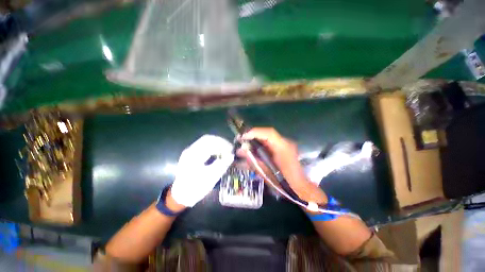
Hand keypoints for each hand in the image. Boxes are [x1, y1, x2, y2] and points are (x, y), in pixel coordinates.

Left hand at [170, 135, 233, 206]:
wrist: (181, 195)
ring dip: (217, 145)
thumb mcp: (210, 178)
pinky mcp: (191, 154)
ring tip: (225, 151)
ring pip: (206, 142)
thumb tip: (231, 155)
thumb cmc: (195, 188)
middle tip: (230, 149)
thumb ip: (222, 165)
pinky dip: (213, 148)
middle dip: (220, 142)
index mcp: (193, 155)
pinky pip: (204, 146)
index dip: (222, 143)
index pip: (210, 141)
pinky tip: (218, 153)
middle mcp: (190, 150)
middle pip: (208, 139)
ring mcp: (190, 151)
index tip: (231, 148)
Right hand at [238, 128, 326, 204]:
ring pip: (267, 138)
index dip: (255, 132)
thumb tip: (240, 150)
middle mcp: (285, 143)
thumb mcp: (266, 172)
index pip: (268, 133)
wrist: (299, 188)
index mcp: (283, 147)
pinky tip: (254, 150)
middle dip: (253, 136)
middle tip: (241, 140)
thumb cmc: (283, 182)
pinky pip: (270, 144)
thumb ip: (253, 160)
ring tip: (245, 145)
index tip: (243, 137)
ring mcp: (285, 145)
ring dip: (256, 140)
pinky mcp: (283, 149)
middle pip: (267, 134)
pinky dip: (260, 145)